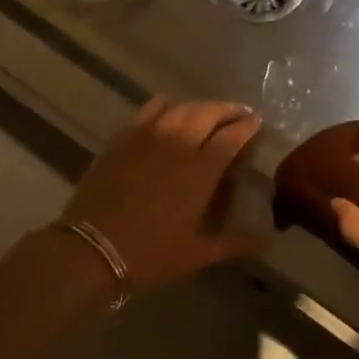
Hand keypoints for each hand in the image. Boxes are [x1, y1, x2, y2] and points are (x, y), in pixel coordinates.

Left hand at [63, 96, 264, 289]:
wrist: (92, 249)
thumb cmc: (150, 253)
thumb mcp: (196, 254)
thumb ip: (233, 244)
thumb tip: (266, 243)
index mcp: (201, 171)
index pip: (231, 137)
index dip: (247, 126)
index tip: (256, 120)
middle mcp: (178, 145)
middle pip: (208, 114)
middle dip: (227, 109)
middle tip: (239, 112)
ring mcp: (148, 138)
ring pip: (180, 108)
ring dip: (199, 105)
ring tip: (208, 110)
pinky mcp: (123, 139)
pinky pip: (147, 111)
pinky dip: (162, 105)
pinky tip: (167, 105)